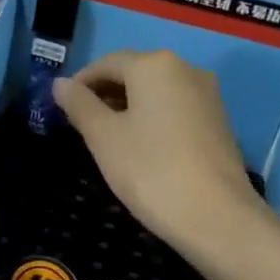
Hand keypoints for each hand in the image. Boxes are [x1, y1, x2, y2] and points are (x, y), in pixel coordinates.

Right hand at [52, 50, 263, 251]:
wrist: (216, 216)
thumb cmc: (151, 171)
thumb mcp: (104, 138)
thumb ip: (79, 105)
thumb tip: (60, 83)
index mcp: (154, 64)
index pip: (106, 63)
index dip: (80, 84)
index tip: (62, 109)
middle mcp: (185, 68)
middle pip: (134, 73)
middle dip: (105, 94)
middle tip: (81, 126)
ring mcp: (207, 94)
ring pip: (156, 92)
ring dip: (129, 107)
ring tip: (108, 138)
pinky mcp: (219, 120)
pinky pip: (176, 108)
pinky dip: (153, 118)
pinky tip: (142, 147)